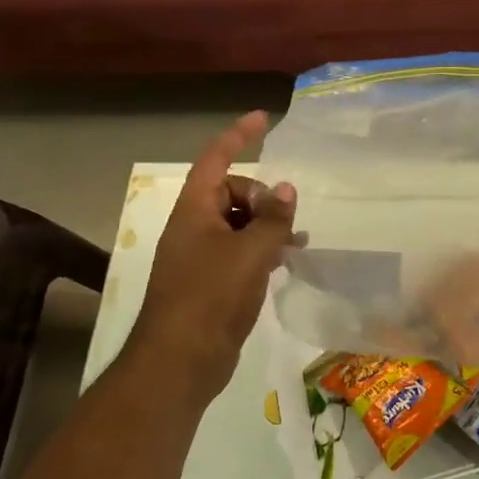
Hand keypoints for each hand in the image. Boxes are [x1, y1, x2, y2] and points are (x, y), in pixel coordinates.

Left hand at [122, 111, 296, 408]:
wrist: (180, 361)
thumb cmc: (211, 297)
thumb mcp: (250, 253)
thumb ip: (272, 219)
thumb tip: (287, 190)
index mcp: (194, 210)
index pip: (216, 159)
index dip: (238, 135)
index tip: (263, 118)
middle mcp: (195, 227)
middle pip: (233, 192)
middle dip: (264, 196)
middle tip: (289, 220)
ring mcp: (202, 256)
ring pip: (240, 223)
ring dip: (268, 224)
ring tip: (298, 240)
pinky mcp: (212, 282)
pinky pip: (241, 250)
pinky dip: (263, 249)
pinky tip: (285, 262)